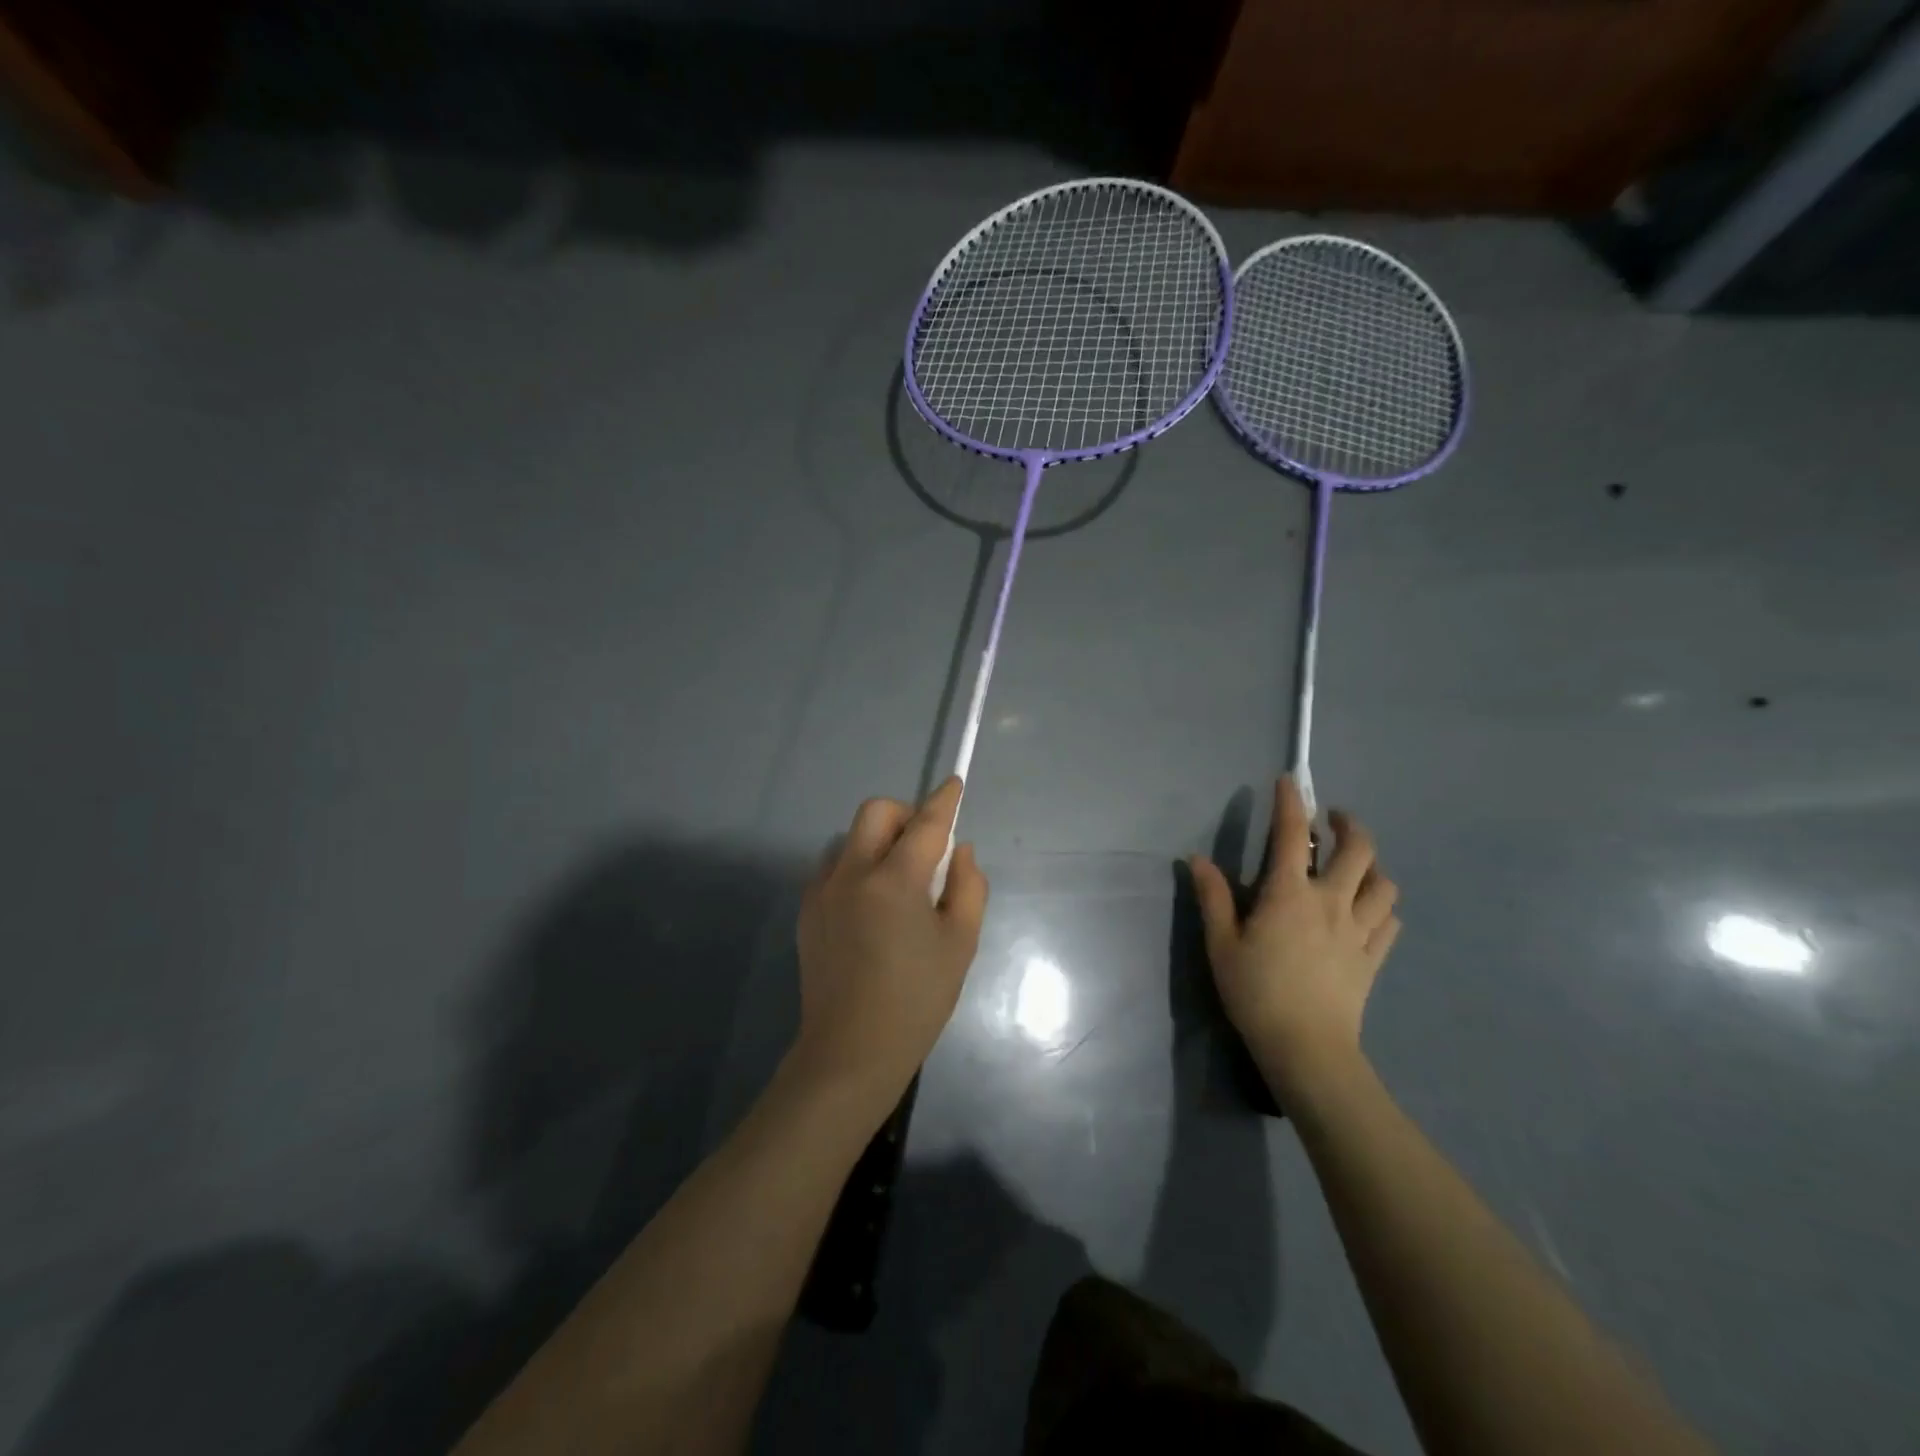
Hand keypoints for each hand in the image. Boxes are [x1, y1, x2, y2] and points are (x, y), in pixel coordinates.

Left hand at [790, 777, 989, 1108]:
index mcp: (894, 880)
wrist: (850, 1051)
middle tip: (925, 846)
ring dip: (878, 842)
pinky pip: (834, 867)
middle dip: (904, 814)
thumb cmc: (917, 999)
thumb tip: (959, 851)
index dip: (944, 801)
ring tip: (897, 882)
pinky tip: (871, 907)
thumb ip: (967, 886)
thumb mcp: (960, 943)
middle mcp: (852, 873)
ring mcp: (822, 890)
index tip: (954, 784)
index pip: (926, 823)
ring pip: (851, 838)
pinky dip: (857, 868)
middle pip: (875, 812)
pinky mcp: (807, 910)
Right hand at [1189, 777, 1399, 1097]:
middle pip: (1359, 849)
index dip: (1291, 802)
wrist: (1307, 1049)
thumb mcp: (1222, 944)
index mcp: (1290, 894)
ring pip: (1384, 883)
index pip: (1292, 834)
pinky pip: (1390, 920)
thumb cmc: (1256, 992)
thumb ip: (1213, 898)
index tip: (1289, 782)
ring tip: (1355, 865)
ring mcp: (1359, 930)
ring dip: (1372, 865)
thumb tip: (1198, 860)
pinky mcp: (1374, 957)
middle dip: (1349, 825)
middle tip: (1334, 821)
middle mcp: (1331, 901)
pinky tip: (1368, 910)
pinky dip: (1382, 905)